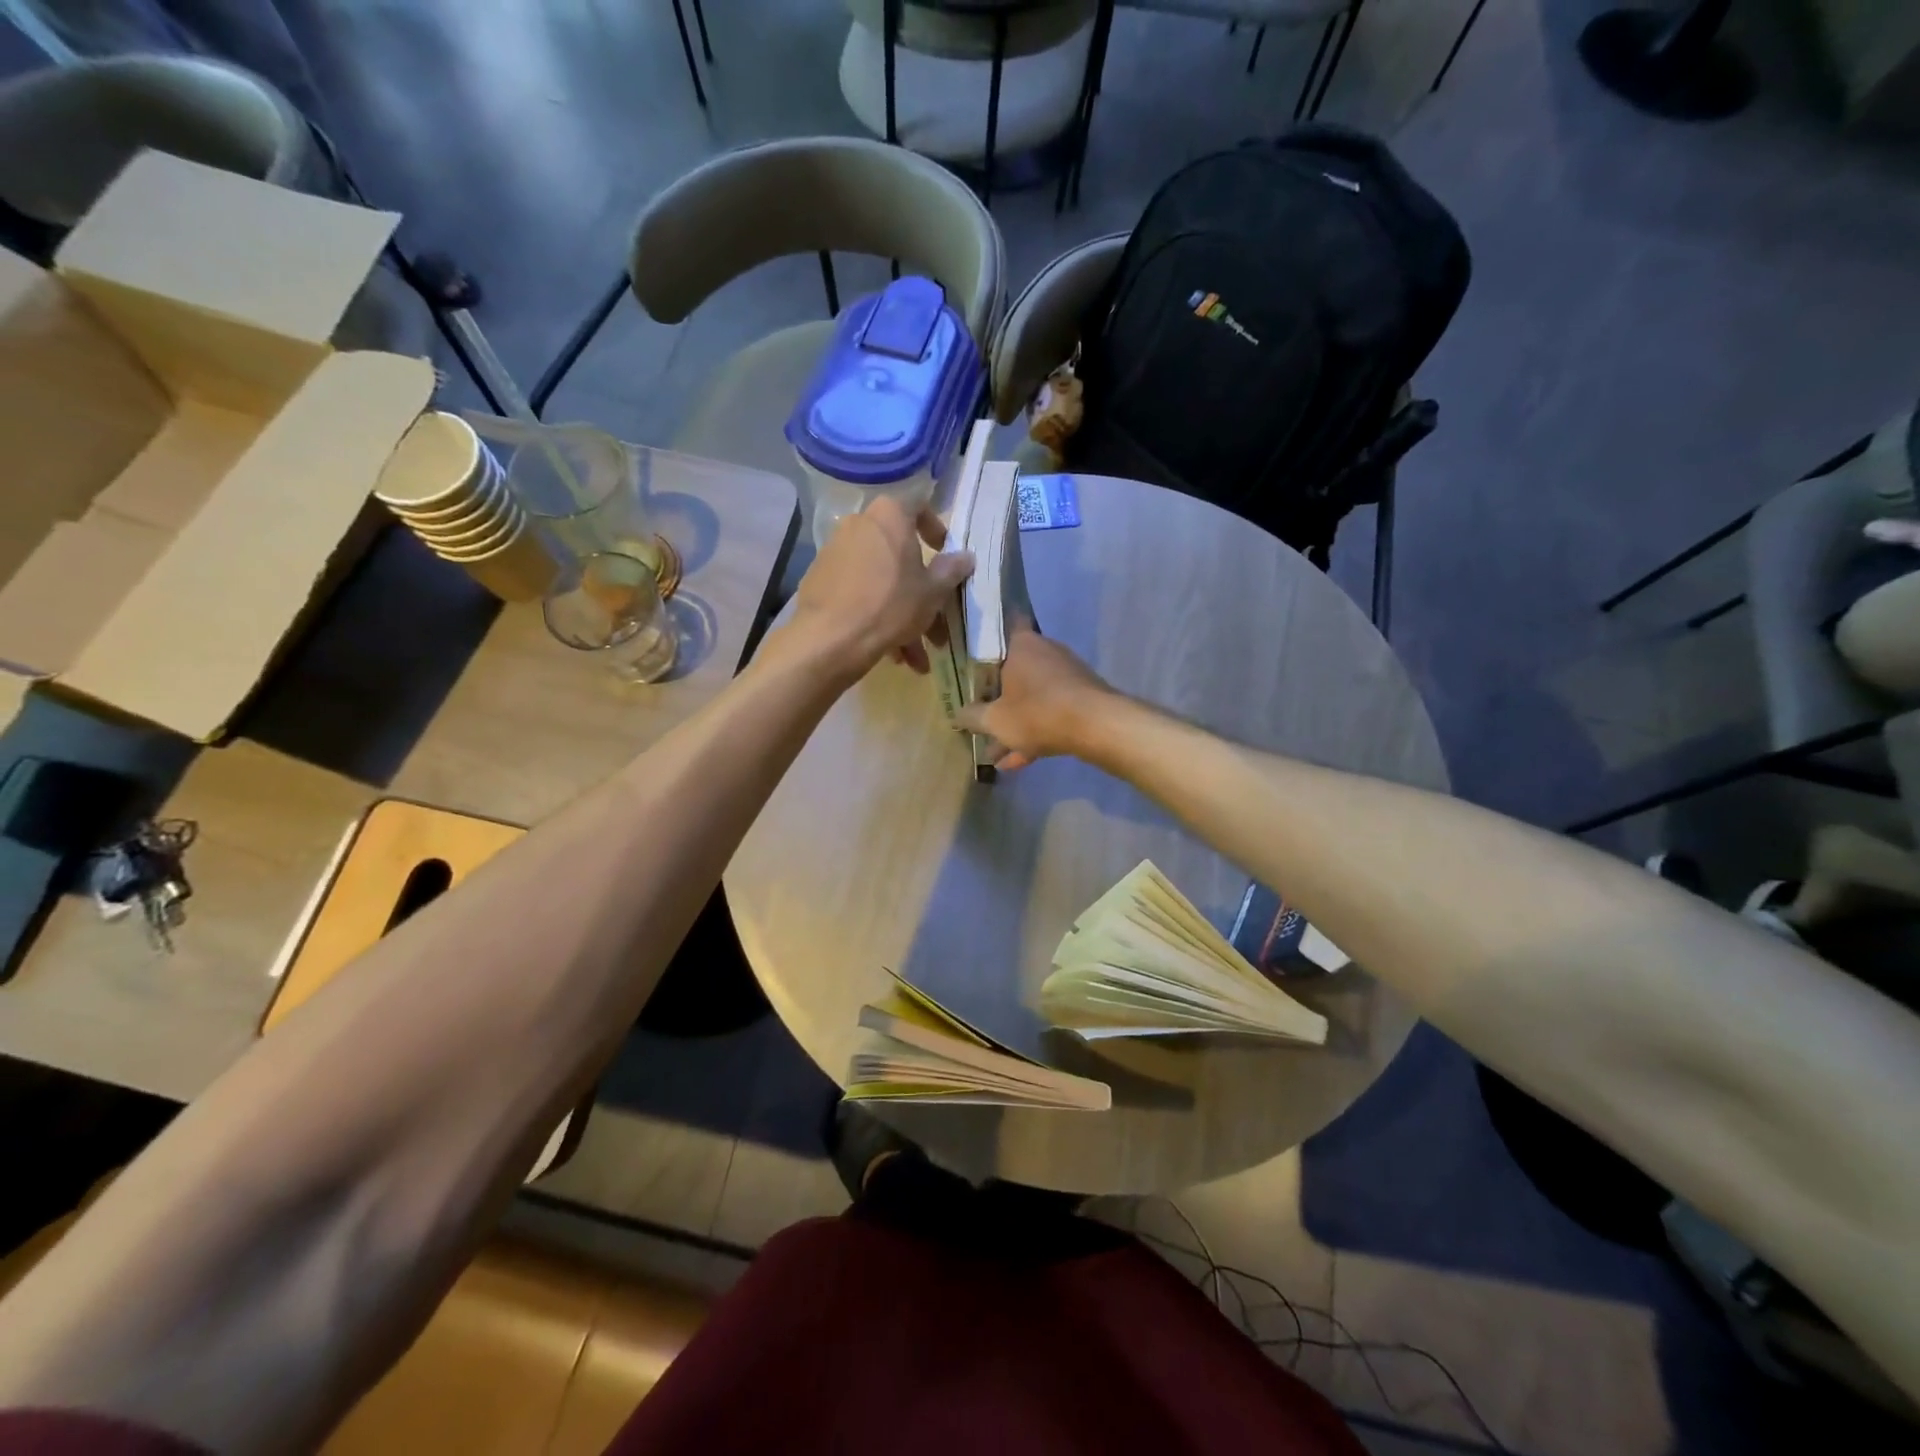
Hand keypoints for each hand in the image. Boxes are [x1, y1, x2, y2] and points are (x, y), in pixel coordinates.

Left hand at [789, 496, 972, 680]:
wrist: (830, 638)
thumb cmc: (890, 605)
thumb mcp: (932, 592)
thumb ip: (951, 571)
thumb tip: (966, 557)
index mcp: (889, 516)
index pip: (919, 507)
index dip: (936, 529)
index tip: (945, 555)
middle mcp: (859, 525)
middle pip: (900, 556)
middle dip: (922, 595)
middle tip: (936, 627)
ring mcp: (836, 553)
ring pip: (881, 581)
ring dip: (902, 617)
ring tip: (914, 658)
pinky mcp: (821, 580)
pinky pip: (860, 593)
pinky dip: (877, 617)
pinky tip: (890, 653)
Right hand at [954, 621, 1112, 769]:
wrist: (1098, 726)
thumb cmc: (1038, 712)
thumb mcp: (995, 720)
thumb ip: (972, 716)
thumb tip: (957, 714)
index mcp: (1022, 644)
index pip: (1004, 625)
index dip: (989, 638)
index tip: (975, 652)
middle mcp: (1046, 652)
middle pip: (1015, 671)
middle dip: (998, 698)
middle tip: (980, 716)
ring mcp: (1067, 674)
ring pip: (1032, 697)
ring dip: (1015, 722)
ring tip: (996, 754)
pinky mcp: (1083, 696)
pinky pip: (1051, 711)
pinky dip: (1035, 731)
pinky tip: (1018, 762)